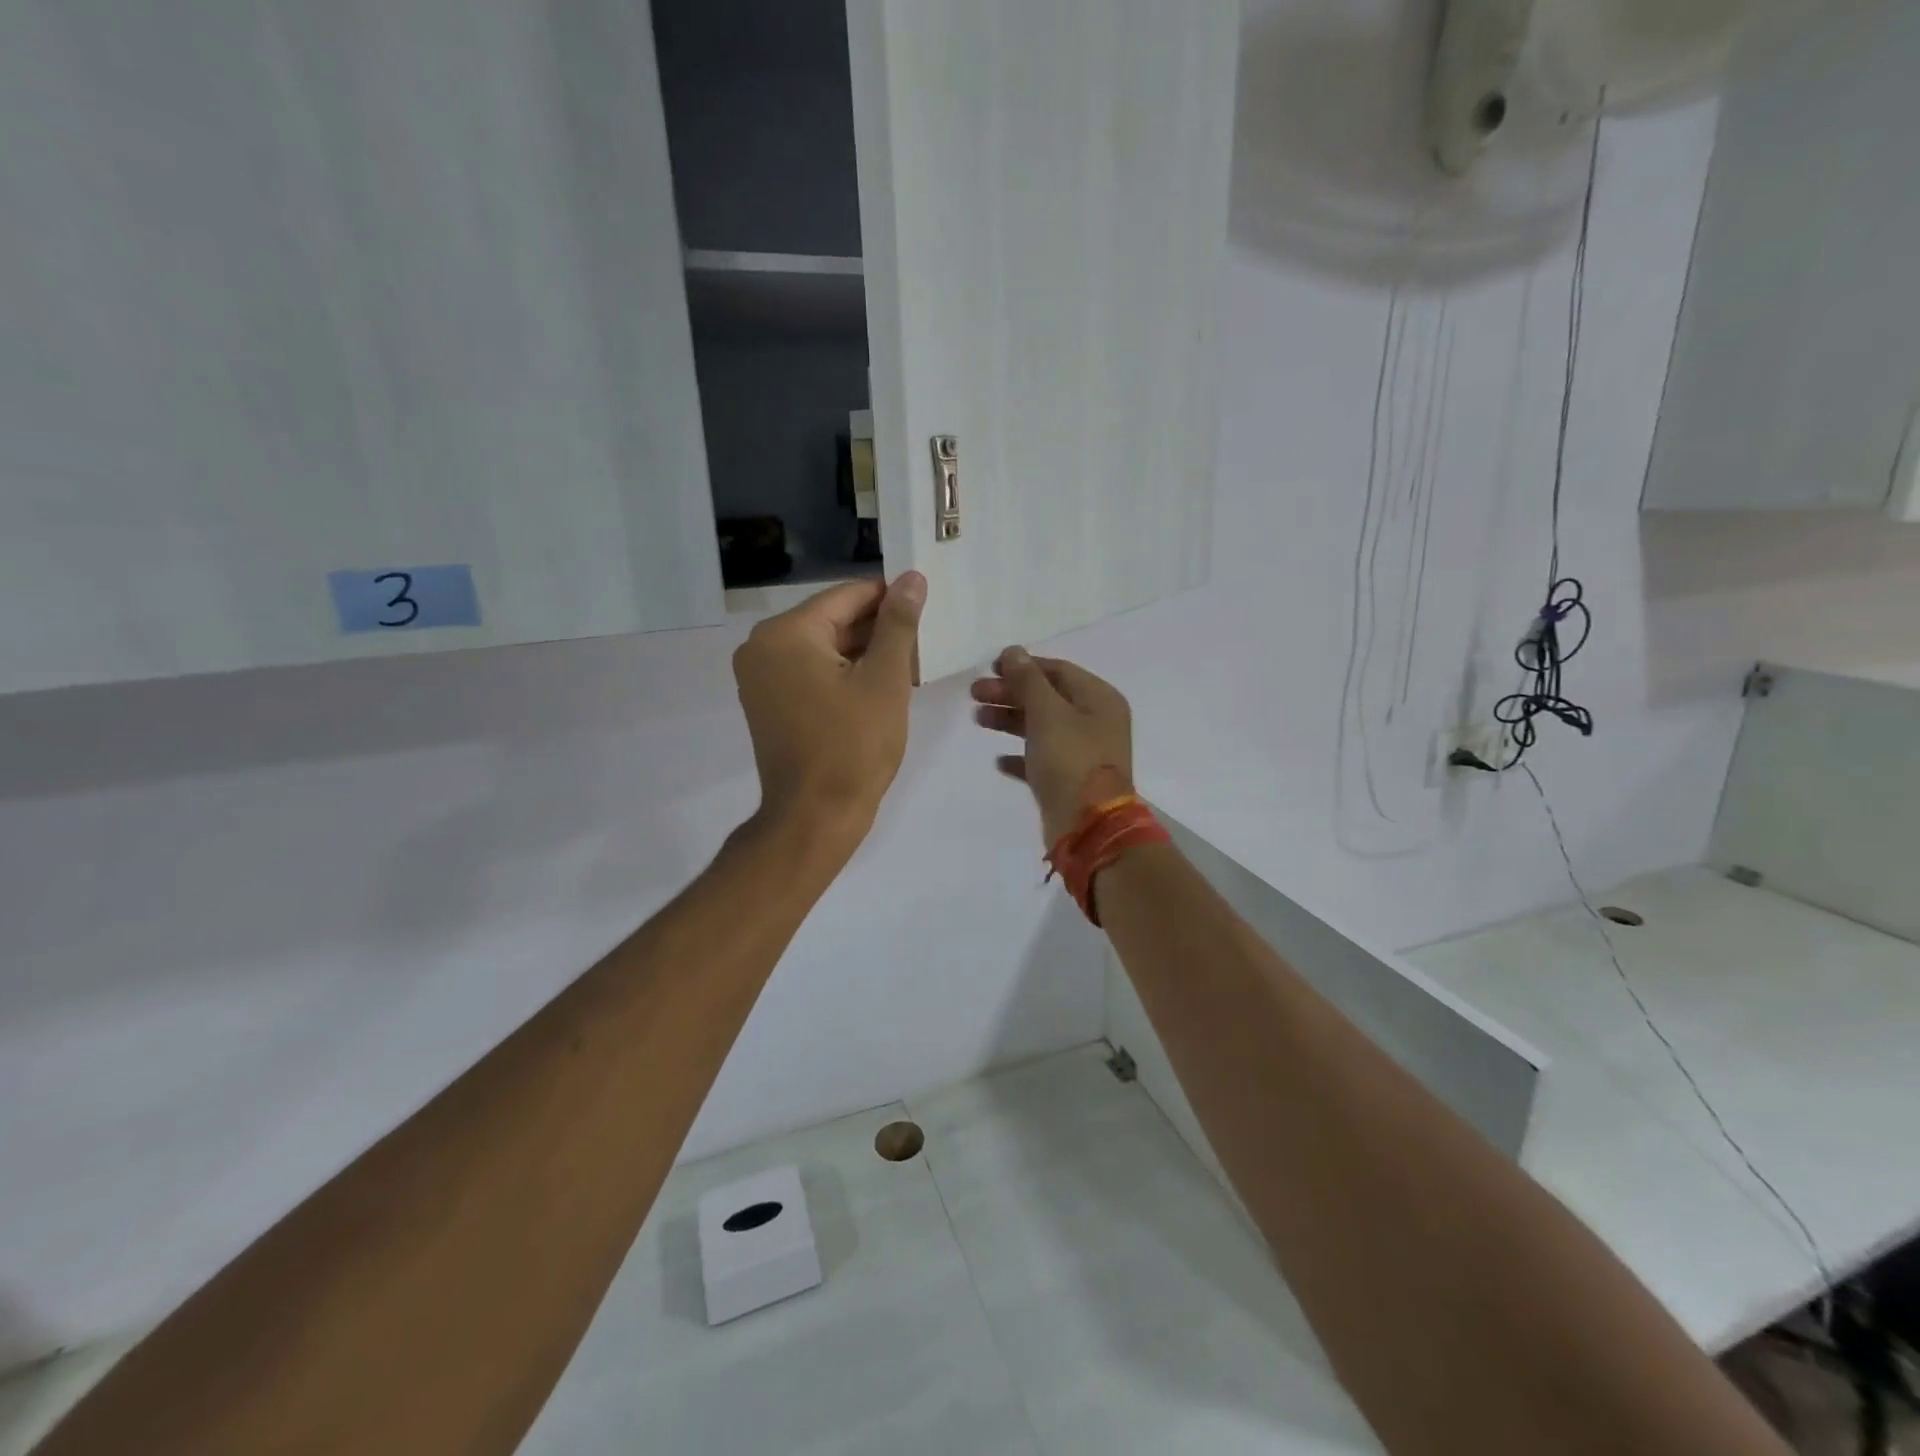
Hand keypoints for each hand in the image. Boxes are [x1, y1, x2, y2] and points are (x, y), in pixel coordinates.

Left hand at [733, 572, 925, 853]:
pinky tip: (880, 687)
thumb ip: (898, 623)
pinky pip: (811, 674)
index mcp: (786, 633)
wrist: (815, 818)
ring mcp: (761, 679)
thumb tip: (911, 578)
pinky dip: (843, 676)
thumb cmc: (853, 746)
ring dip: (864, 655)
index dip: (890, 598)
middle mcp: (762, 647)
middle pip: (832, 621)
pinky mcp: (768, 705)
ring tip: (910, 667)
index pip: (846, 597)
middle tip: (922, 643)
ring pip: (823, 649)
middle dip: (878, 630)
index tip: (925, 607)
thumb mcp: (885, 679)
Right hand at [971, 648, 1133, 845]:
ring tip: (978, 719)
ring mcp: (1084, 753)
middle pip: (1047, 698)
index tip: (989, 668)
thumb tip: (1013, 651)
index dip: (1023, 666)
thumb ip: (1028, 680)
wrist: (1088, 827)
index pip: (1058, 671)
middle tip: (975, 694)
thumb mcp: (1047, 713)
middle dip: (1011, 693)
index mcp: (1099, 700)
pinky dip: (1020, 756)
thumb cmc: (1070, 760)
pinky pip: (1042, 760)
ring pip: (1042, 727)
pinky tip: (999, 759)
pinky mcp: (1070, 781)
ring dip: (1010, 720)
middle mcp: (1095, 723)